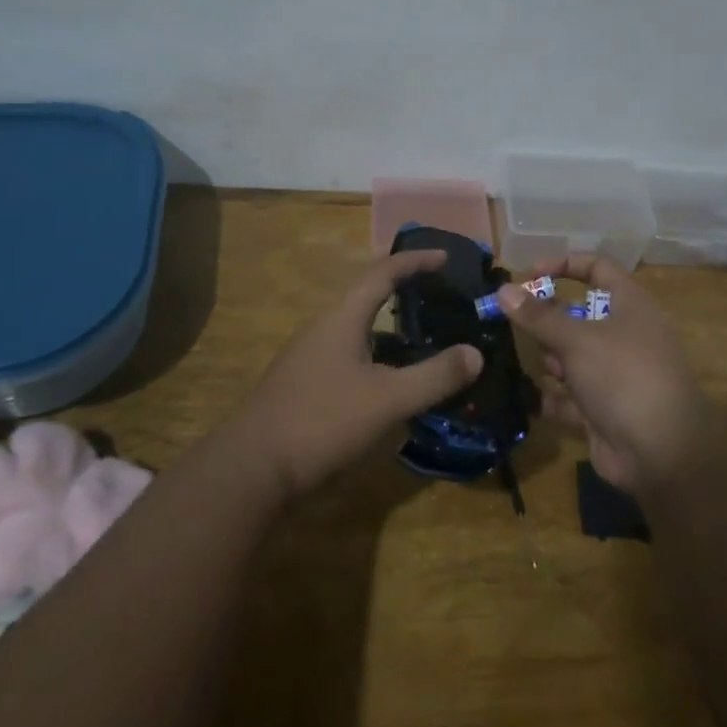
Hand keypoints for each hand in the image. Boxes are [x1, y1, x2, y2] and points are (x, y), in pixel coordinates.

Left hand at [232, 251, 481, 501]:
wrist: (251, 470)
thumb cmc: (321, 422)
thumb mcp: (387, 400)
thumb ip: (434, 376)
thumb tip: (475, 354)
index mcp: (343, 317)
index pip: (384, 272)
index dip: (416, 261)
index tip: (446, 257)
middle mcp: (325, 328)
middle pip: (370, 296)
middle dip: (406, 292)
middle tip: (442, 298)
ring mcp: (311, 357)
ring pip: (361, 330)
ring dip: (394, 330)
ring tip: (428, 340)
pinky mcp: (306, 386)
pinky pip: (353, 357)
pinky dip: (380, 358)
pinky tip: (395, 385)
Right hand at [501, 254, 711, 492]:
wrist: (661, 454)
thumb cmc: (623, 378)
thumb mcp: (577, 340)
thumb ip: (537, 316)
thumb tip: (503, 290)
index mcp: (630, 306)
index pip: (597, 268)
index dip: (563, 265)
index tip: (526, 276)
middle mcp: (624, 335)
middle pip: (579, 314)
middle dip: (548, 320)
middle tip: (518, 325)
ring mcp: (615, 373)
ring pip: (572, 355)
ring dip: (552, 359)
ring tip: (543, 367)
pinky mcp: (604, 408)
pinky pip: (570, 394)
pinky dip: (552, 396)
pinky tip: (529, 398)